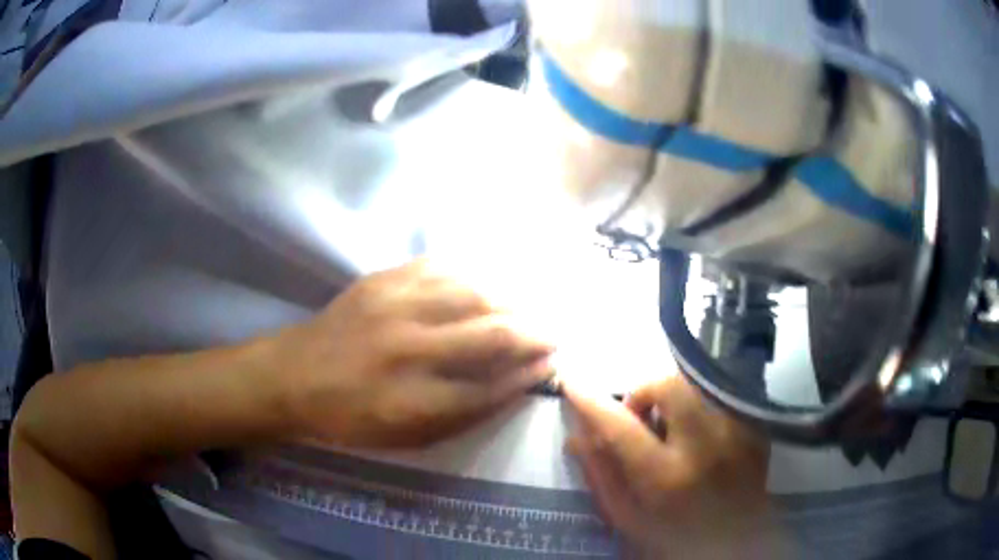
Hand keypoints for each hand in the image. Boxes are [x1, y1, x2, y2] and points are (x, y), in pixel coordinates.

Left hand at [268, 259, 554, 447]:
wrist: (293, 375)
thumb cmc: (350, 417)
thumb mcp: (405, 437)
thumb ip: (461, 414)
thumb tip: (511, 385)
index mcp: (412, 400)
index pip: (491, 384)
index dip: (528, 374)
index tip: (552, 364)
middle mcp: (408, 349)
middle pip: (490, 333)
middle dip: (534, 332)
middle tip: (554, 333)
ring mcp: (393, 306)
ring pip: (472, 292)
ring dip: (511, 300)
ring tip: (528, 308)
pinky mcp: (381, 279)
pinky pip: (441, 267)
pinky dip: (473, 274)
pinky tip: (489, 282)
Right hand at [563, 375, 783, 558]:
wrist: (736, 544)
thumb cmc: (675, 537)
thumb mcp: (629, 519)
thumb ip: (602, 477)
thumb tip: (576, 436)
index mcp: (665, 479)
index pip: (621, 428)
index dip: (592, 402)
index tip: (572, 383)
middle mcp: (706, 448)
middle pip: (668, 386)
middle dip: (645, 393)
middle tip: (641, 419)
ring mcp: (738, 434)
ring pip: (697, 385)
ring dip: (675, 400)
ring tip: (673, 429)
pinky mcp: (756, 428)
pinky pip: (720, 397)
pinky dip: (701, 407)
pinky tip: (701, 437)